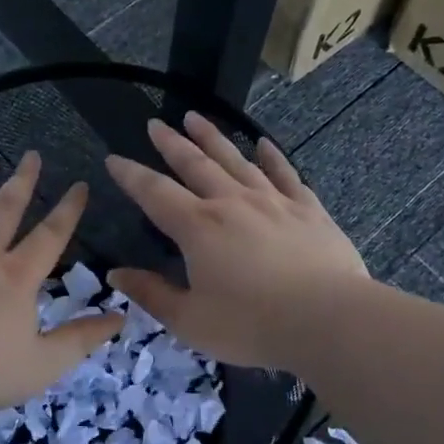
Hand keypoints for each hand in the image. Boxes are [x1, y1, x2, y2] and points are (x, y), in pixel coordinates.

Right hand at [105, 113, 366, 370]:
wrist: (329, 320)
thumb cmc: (252, 325)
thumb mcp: (190, 321)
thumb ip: (151, 294)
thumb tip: (116, 272)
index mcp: (198, 228)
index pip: (155, 193)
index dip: (131, 175)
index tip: (114, 158)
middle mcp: (231, 203)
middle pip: (195, 164)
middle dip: (171, 143)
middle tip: (155, 124)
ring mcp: (273, 201)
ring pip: (236, 160)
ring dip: (213, 138)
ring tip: (195, 117)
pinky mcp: (308, 209)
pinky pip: (285, 174)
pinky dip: (272, 157)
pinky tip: (264, 143)